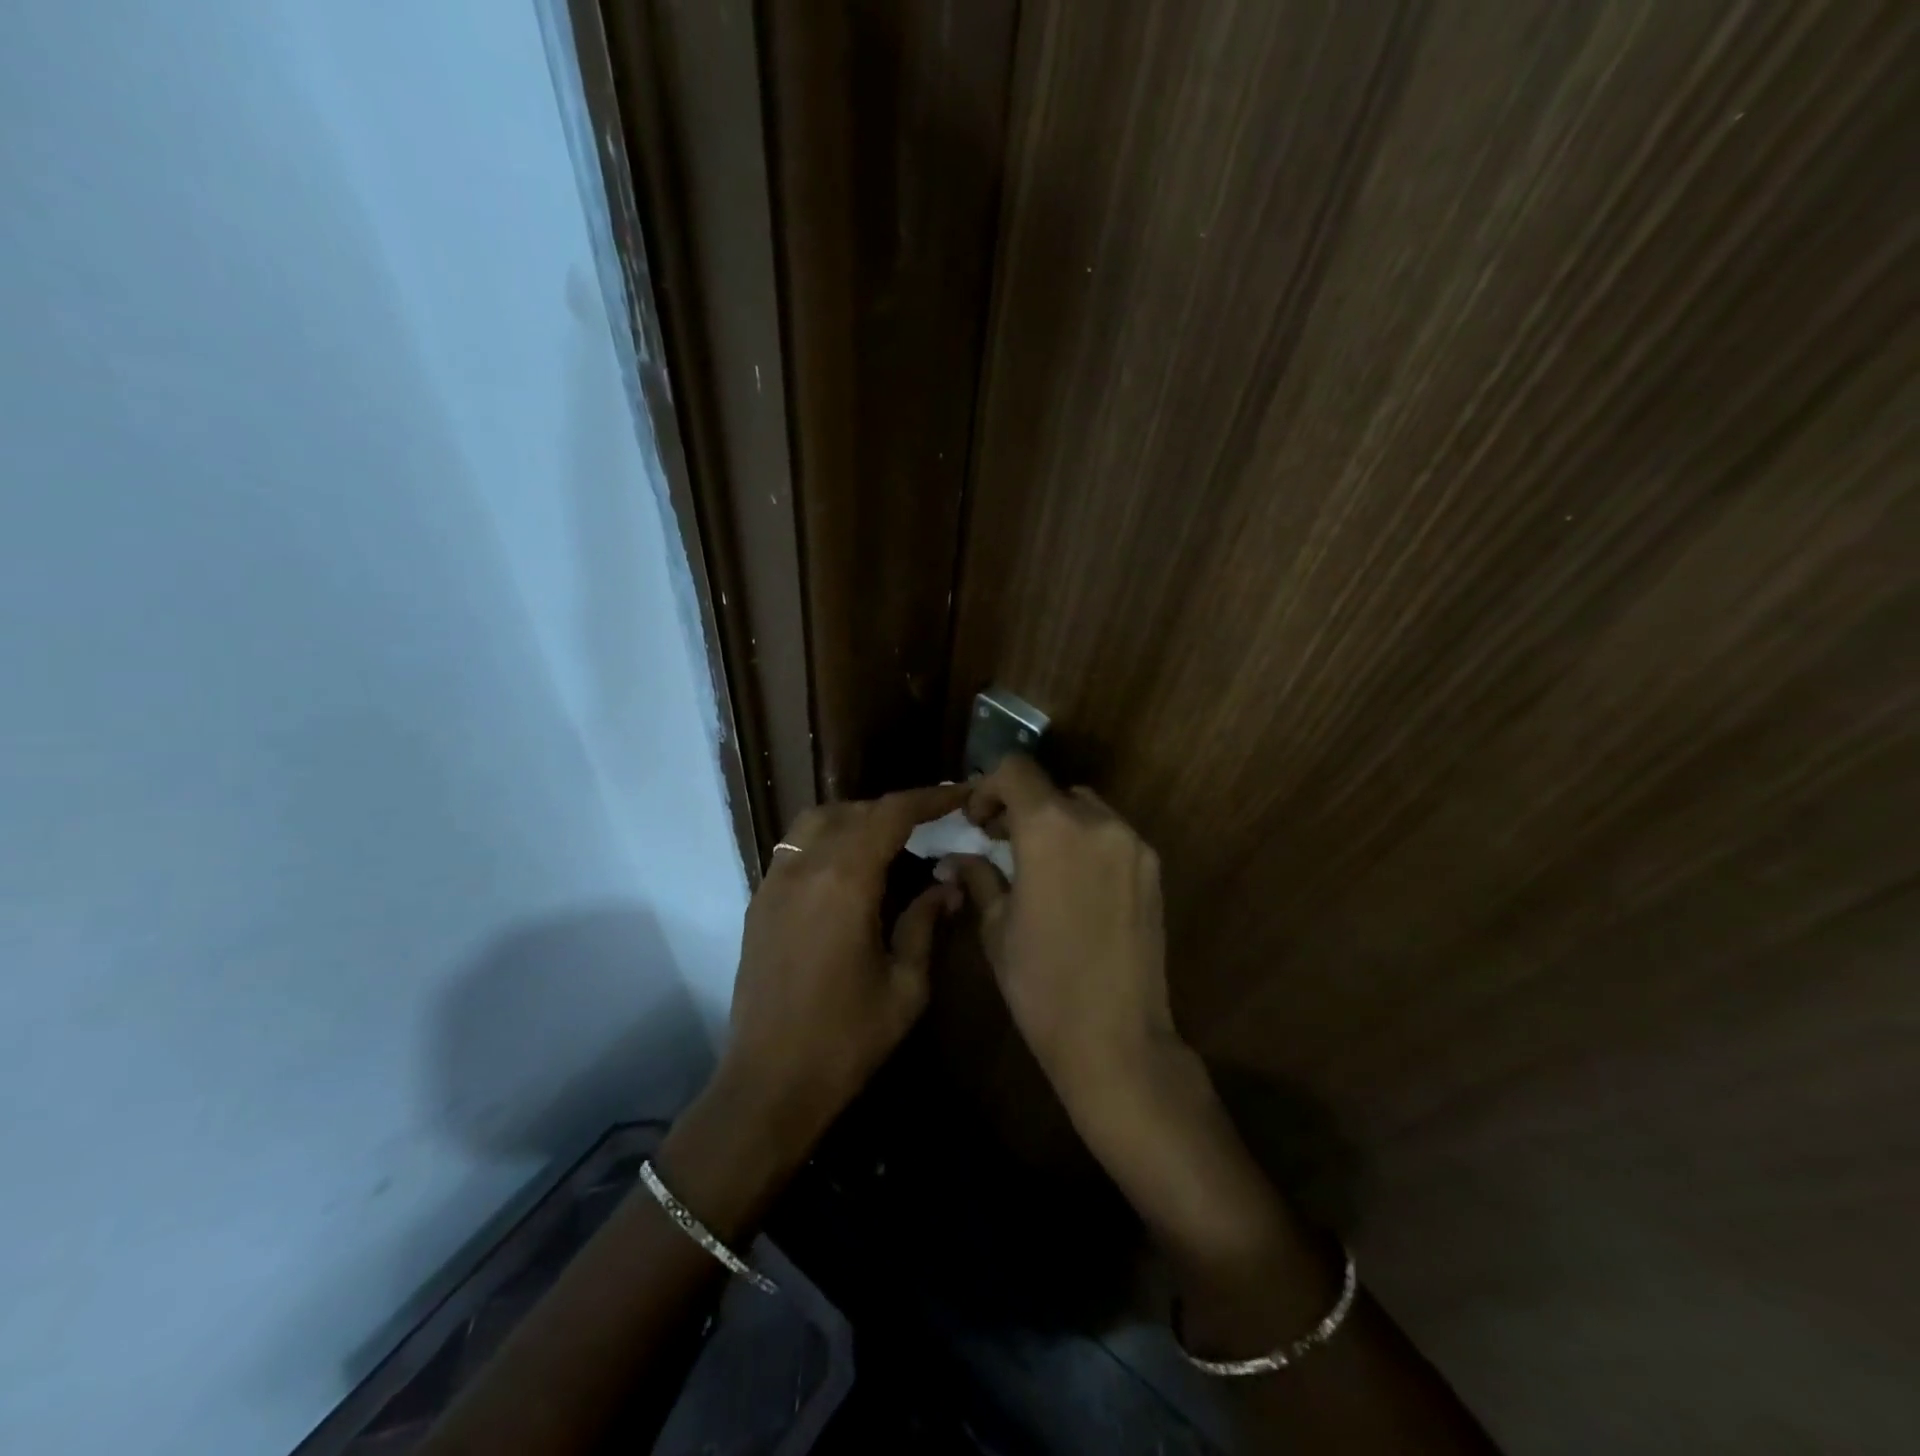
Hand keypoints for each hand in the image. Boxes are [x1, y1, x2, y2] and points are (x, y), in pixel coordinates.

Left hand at [716, 784, 968, 1158]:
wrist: (769, 1084)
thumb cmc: (846, 1039)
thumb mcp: (905, 985)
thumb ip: (926, 923)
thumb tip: (948, 884)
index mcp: (845, 881)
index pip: (891, 814)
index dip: (929, 797)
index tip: (960, 794)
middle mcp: (805, 867)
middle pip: (854, 811)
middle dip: (896, 809)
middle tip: (932, 824)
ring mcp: (775, 882)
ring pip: (817, 822)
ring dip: (856, 818)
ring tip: (889, 841)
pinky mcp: (759, 902)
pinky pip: (795, 848)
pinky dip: (827, 840)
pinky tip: (848, 870)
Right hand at [944, 756, 1186, 1124]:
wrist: (1116, 1038)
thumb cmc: (1041, 983)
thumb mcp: (997, 927)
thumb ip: (978, 878)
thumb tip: (954, 859)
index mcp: (1050, 828)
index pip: (1016, 770)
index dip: (988, 787)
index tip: (976, 822)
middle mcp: (1097, 821)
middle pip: (1051, 789)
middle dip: (1020, 806)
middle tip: (998, 842)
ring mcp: (1132, 844)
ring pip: (1084, 808)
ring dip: (1055, 821)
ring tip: (1037, 863)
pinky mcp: (1152, 869)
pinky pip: (1111, 835)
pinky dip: (1085, 841)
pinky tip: (1072, 883)